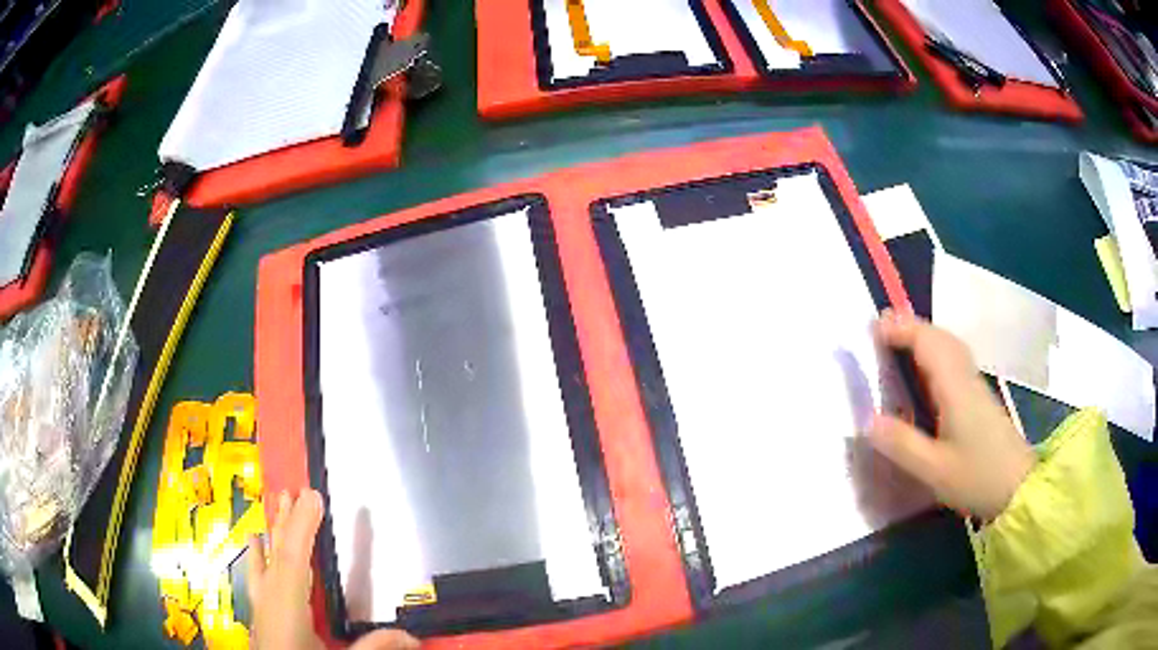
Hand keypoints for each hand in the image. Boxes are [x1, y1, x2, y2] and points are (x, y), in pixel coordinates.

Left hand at [248, 489, 419, 649]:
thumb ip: (372, 647)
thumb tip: (411, 636)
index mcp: (287, 608)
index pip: (294, 559)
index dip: (303, 526)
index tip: (312, 495)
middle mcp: (270, 602)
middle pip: (277, 555)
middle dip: (287, 522)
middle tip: (294, 492)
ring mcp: (261, 609)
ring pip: (265, 563)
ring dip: (273, 535)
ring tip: (275, 509)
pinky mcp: (260, 618)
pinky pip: (258, 578)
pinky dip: (258, 558)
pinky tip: (255, 548)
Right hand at [868, 311, 1034, 520]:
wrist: (1018, 486)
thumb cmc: (977, 477)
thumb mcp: (934, 469)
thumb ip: (902, 444)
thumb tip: (868, 420)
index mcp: (955, 388)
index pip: (928, 344)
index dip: (901, 330)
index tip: (873, 328)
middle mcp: (966, 378)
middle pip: (940, 337)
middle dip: (911, 327)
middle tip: (882, 329)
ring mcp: (975, 386)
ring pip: (950, 346)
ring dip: (925, 336)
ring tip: (900, 341)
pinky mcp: (979, 397)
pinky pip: (955, 359)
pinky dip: (936, 351)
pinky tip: (928, 368)